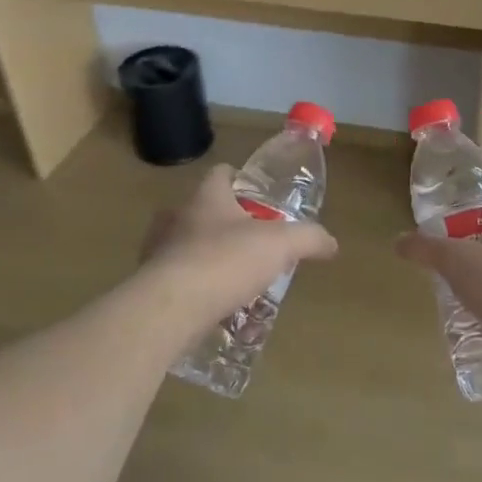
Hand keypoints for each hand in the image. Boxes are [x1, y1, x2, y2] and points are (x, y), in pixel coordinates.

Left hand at [141, 164, 337, 327]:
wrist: (170, 308)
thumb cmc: (225, 261)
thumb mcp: (281, 245)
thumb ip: (308, 238)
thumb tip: (331, 243)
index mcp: (207, 197)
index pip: (221, 173)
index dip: (240, 179)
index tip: (258, 196)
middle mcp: (177, 217)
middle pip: (202, 210)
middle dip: (225, 223)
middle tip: (252, 242)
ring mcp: (158, 250)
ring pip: (186, 245)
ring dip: (207, 257)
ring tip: (234, 278)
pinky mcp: (150, 283)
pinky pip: (176, 280)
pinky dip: (194, 288)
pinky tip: (214, 306)